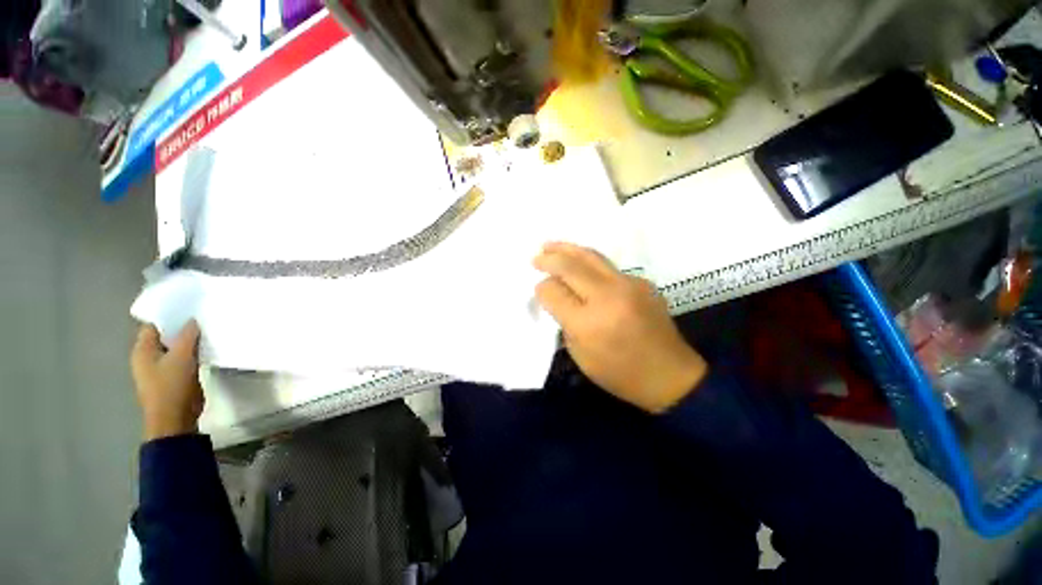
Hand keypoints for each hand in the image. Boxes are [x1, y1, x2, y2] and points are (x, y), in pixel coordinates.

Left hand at [130, 321, 204, 440]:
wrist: (176, 418)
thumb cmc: (172, 386)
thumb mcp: (182, 357)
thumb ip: (187, 336)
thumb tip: (192, 320)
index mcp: (143, 350)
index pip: (154, 325)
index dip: (169, 315)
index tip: (190, 306)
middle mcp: (148, 357)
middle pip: (165, 335)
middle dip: (182, 327)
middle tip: (203, 316)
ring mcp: (160, 368)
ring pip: (176, 347)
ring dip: (189, 341)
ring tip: (208, 330)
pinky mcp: (174, 376)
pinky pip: (183, 358)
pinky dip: (193, 352)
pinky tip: (207, 348)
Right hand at [534, 242, 706, 412]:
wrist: (669, 374)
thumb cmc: (618, 372)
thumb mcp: (580, 353)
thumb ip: (565, 320)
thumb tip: (556, 294)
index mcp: (588, 323)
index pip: (554, 291)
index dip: (542, 289)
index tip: (540, 290)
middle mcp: (608, 297)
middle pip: (571, 266)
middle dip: (550, 258)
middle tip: (537, 256)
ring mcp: (629, 285)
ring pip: (591, 256)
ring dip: (567, 249)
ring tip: (551, 246)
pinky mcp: (642, 282)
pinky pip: (608, 267)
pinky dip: (589, 264)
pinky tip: (580, 267)